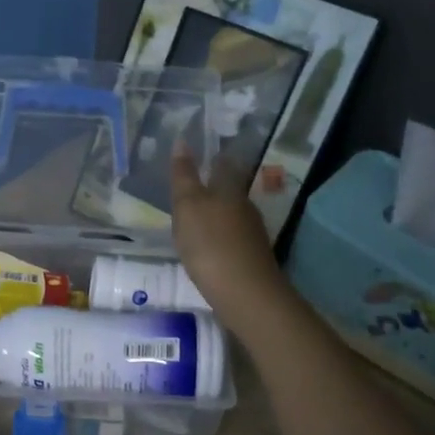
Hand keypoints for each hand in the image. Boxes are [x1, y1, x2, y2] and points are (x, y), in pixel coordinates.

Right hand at [171, 141, 290, 337]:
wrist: (244, 292)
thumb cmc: (210, 243)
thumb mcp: (188, 206)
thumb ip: (184, 176)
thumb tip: (182, 142)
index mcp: (229, 190)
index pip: (223, 166)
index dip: (213, 159)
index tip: (204, 155)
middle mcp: (245, 207)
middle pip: (231, 190)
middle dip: (217, 187)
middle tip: (196, 187)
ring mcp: (252, 234)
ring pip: (234, 215)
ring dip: (219, 214)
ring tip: (199, 218)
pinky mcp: (252, 258)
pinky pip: (234, 239)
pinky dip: (222, 238)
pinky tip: (211, 247)